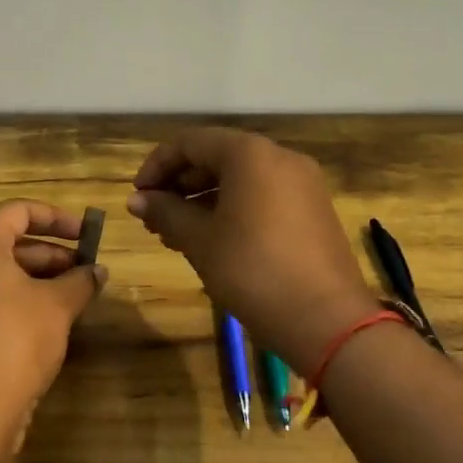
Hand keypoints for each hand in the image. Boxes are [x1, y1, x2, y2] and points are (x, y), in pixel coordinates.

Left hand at [0, 200, 106, 447]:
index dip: (55, 217)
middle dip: (50, 254)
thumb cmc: (15, 338)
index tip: (85, 234)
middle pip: (6, 244)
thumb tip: (98, 271)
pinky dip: (17, 302)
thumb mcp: (57, 305)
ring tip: (73, 298)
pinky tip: (47, 325)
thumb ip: (80, 281)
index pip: (17, 211)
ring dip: (36, 280)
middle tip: (84, 271)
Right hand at [126, 128, 376, 371]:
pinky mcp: (313, 210)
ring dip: (203, 200)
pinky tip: (212, 240)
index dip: (157, 166)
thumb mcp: (200, 240)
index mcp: (250, 154)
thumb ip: (166, 212)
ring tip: (176, 235)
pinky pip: (263, 197)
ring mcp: (302, 184)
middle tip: (154, 219)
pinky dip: (233, 210)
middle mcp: (280, 157)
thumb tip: (137, 199)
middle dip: (180, 185)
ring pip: (240, 179)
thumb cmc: (252, 270)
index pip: (190, 142)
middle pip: (217, 157)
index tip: (137, 197)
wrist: (326, 319)